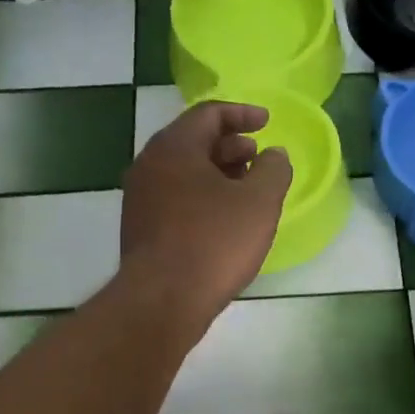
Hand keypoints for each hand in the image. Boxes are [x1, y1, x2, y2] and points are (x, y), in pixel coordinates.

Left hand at [120, 100, 291, 329]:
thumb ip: (273, 170)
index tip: (267, 122)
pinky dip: (202, 196)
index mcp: (175, 147)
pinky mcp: (140, 228)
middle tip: (258, 157)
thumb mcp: (259, 202)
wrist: (162, 300)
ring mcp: (140, 198)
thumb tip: (274, 154)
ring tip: (246, 189)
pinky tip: (223, 220)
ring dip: (217, 172)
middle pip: (193, 141)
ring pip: (183, 172)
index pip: (209, 114)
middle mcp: (150, 164)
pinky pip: (175, 198)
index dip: (242, 114)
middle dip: (230, 145)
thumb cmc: (214, 242)